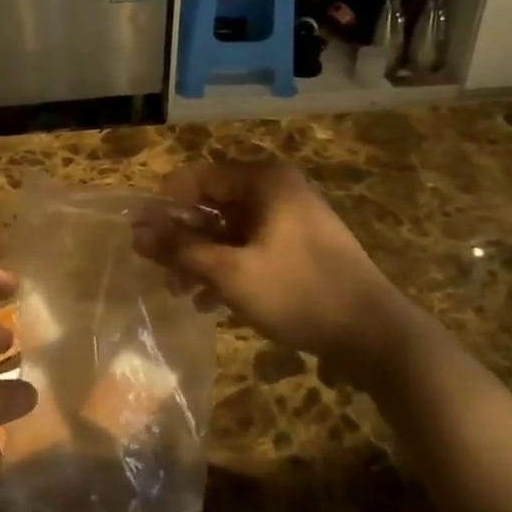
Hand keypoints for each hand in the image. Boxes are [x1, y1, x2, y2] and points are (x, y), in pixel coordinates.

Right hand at [134, 162, 403, 362]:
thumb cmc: (298, 292)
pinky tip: (210, 301)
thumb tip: (136, 233)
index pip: (198, 177)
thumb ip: (180, 250)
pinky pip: (252, 245)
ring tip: (180, 292)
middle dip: (184, 237)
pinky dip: (229, 266)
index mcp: (263, 181)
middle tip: (159, 270)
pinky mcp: (301, 245)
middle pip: (214, 203)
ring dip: (203, 257)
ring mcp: (292, 217)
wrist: (375, 334)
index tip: (141, 235)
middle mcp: (277, 189)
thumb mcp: (230, 272)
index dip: (165, 204)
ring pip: (232, 229)